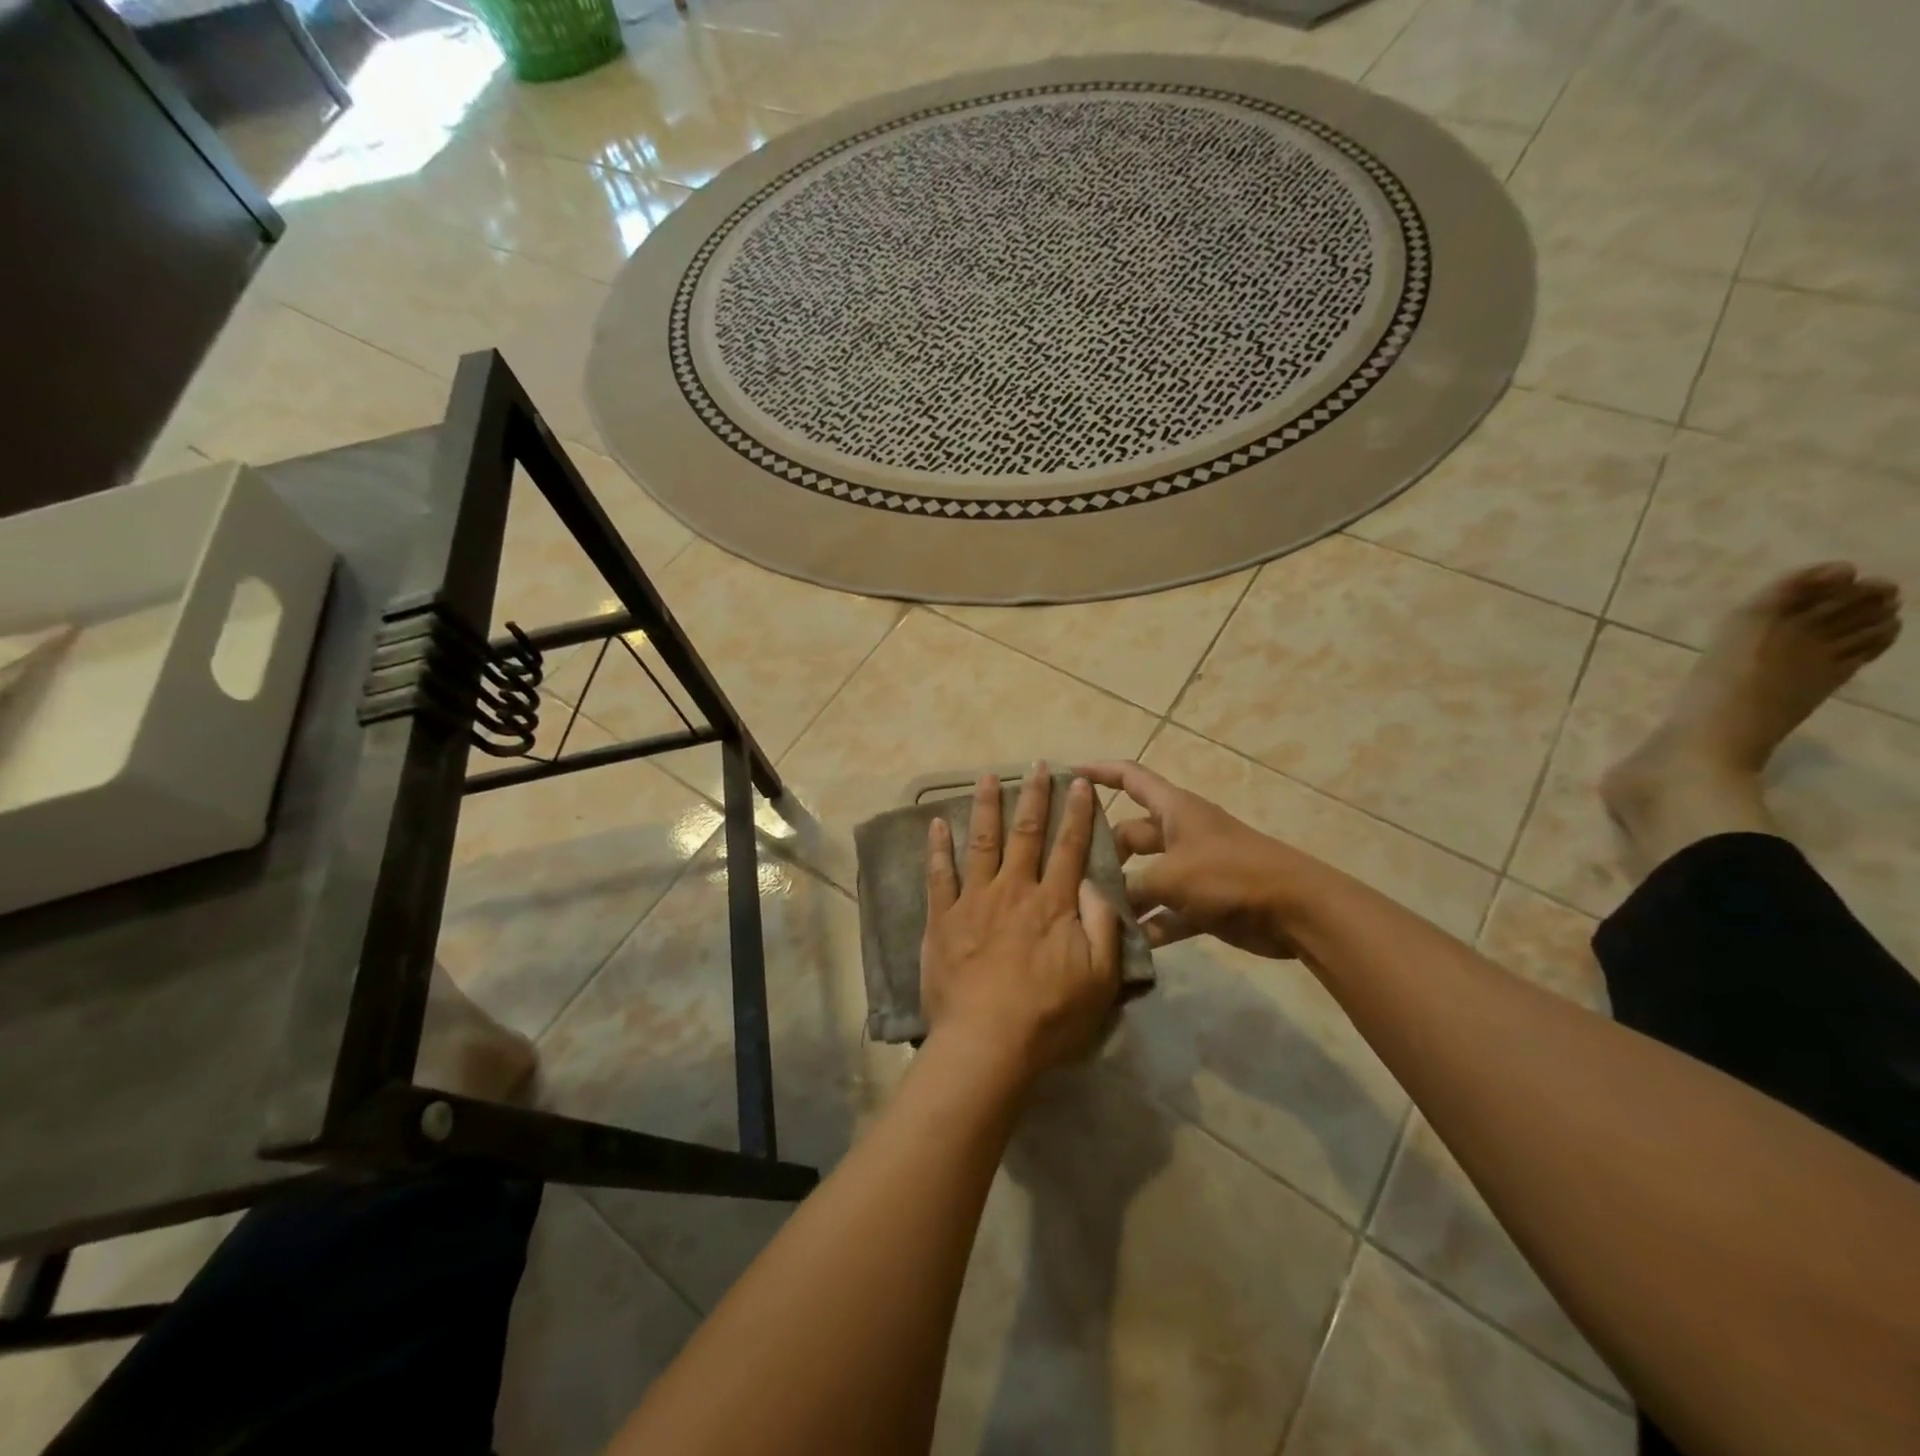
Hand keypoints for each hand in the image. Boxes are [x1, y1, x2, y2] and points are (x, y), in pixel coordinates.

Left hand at [920, 765, 1122, 1080]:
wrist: (987, 1043)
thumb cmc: (1049, 1016)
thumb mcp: (1100, 978)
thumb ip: (1102, 924)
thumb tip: (1091, 883)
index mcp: (1053, 903)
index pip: (1069, 847)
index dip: (1076, 813)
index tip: (1079, 782)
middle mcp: (1014, 890)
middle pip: (1026, 833)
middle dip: (1034, 796)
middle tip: (1037, 766)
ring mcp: (974, 901)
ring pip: (981, 842)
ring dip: (985, 806)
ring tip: (987, 776)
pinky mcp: (942, 919)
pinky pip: (939, 875)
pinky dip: (937, 847)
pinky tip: (936, 822)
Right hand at [1079, 760, 1298, 958]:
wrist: (1295, 910)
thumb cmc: (1229, 875)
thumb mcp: (1171, 876)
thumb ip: (1130, 887)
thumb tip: (1098, 898)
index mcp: (1173, 810)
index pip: (1130, 777)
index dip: (1100, 771)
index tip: (1067, 773)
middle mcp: (1180, 834)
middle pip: (1131, 834)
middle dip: (1104, 851)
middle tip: (1070, 872)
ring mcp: (1193, 869)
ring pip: (1146, 876)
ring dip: (1125, 894)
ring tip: (1089, 911)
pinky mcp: (1204, 903)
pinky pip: (1167, 911)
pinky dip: (1150, 925)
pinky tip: (1125, 944)